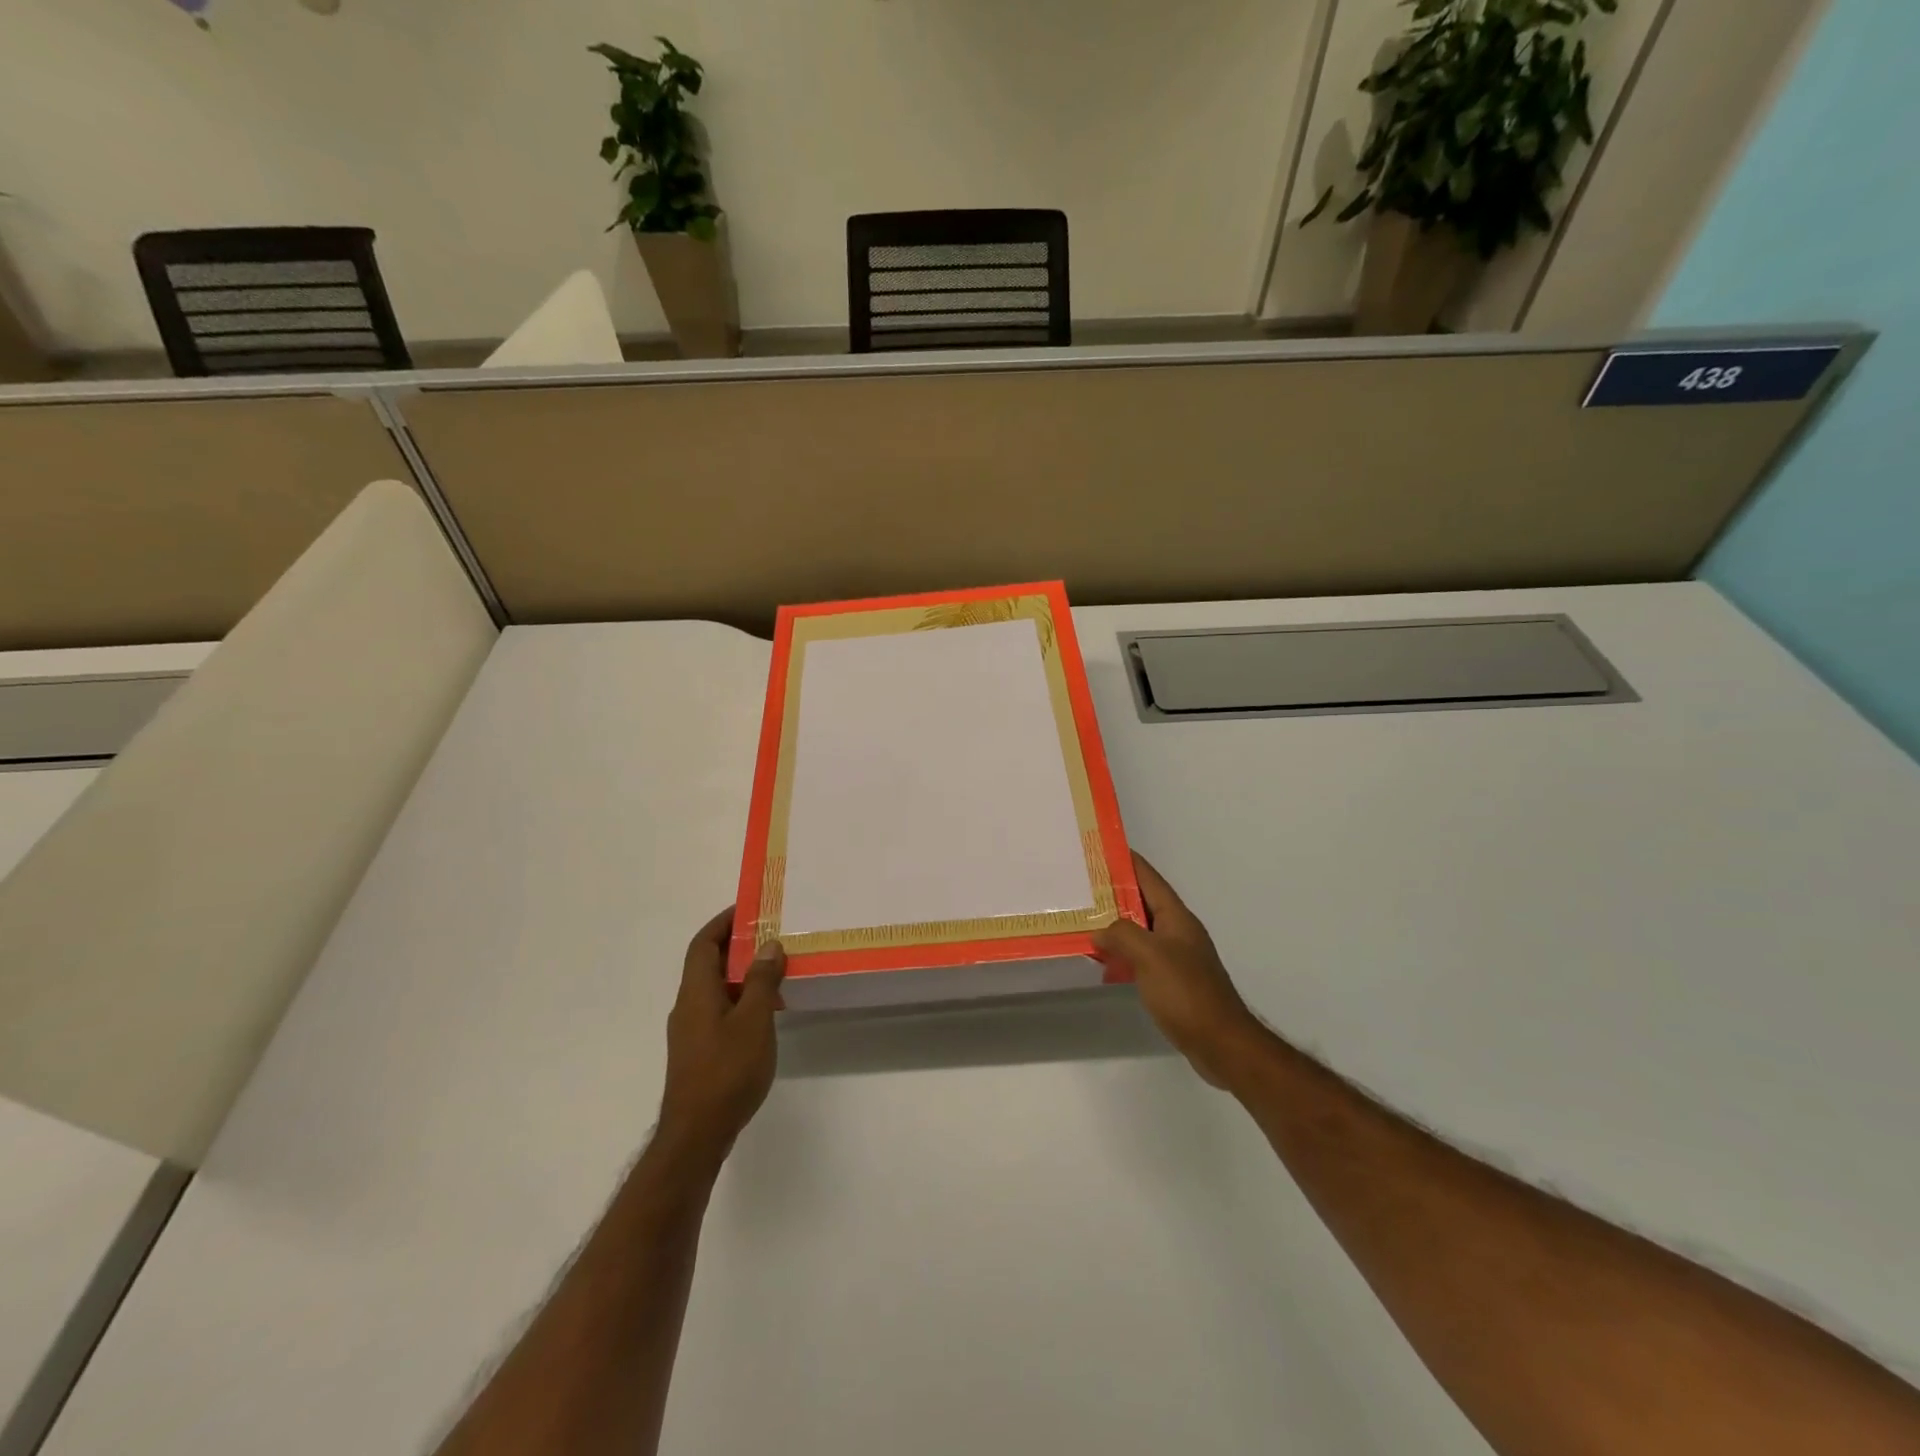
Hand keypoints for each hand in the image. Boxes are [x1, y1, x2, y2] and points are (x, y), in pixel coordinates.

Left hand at [657, 908, 785, 1161]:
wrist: (697, 1135)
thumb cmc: (726, 1071)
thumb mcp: (754, 1021)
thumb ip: (762, 981)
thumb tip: (768, 945)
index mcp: (696, 992)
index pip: (703, 944)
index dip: (722, 923)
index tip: (748, 909)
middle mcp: (688, 1006)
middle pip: (708, 963)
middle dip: (737, 945)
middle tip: (772, 935)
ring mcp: (691, 1031)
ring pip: (715, 988)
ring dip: (742, 973)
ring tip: (776, 968)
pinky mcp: (699, 1052)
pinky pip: (719, 1010)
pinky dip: (741, 998)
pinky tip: (766, 1011)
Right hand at [1094, 854, 1262, 1088]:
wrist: (1221, 1043)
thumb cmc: (1186, 993)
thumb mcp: (1150, 956)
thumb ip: (1122, 935)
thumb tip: (1100, 930)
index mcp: (1177, 918)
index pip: (1149, 879)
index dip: (1127, 862)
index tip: (1101, 849)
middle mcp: (1178, 932)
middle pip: (1143, 903)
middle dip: (1115, 893)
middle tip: (1082, 886)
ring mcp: (1177, 958)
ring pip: (1141, 931)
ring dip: (1116, 926)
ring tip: (1085, 921)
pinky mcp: (1173, 982)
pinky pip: (1142, 957)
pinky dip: (1123, 955)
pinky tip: (1105, 964)